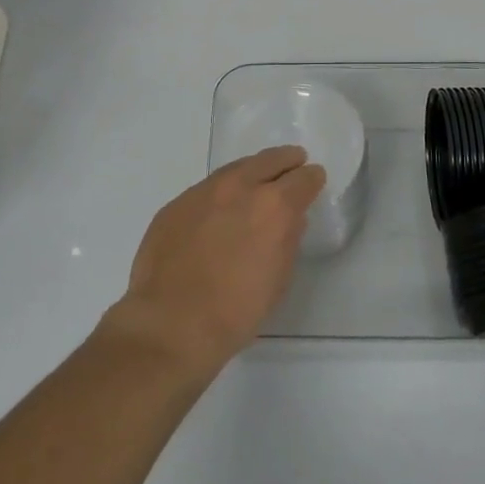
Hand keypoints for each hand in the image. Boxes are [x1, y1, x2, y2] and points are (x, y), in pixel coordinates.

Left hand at [105, 146, 324, 375]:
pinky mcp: (176, 203)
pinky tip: (220, 208)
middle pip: (269, 160)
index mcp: (274, 206)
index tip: (314, 180)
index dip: (312, 179)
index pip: (303, 179)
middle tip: (293, 162)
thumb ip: (288, 240)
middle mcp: (240, 188)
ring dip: (252, 171)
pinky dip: (221, 192)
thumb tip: (290, 220)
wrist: (170, 323)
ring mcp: (203, 191)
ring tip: (257, 179)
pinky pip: (206, 189)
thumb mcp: (279, 279)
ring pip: (235, 169)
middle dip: (285, 161)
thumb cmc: (236, 311)